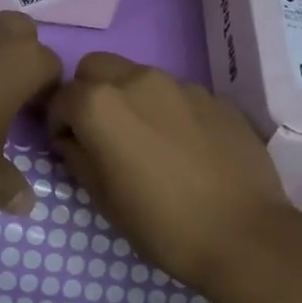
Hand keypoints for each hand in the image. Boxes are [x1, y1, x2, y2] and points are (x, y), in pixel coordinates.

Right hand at [47, 53, 292, 291]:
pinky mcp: (215, 98)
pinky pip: (177, 94)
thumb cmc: (161, 224)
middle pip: (96, 67)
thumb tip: (71, 141)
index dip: (58, 122)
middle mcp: (138, 80)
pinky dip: (167, 110)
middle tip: (99, 132)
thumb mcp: (103, 199)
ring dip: (128, 98)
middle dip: (88, 92)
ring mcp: (181, 85)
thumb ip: (77, 158)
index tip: (67, 147)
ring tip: (145, 140)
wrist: (243, 235)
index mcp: (101, 104)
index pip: (61, 97)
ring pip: (138, 76)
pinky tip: (182, 147)